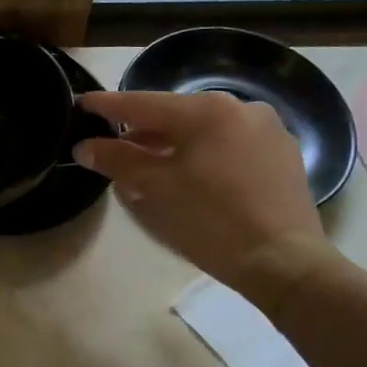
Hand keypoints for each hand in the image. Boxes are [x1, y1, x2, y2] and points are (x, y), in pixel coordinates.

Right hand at [74, 90, 338, 316]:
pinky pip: (229, 144)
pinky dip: (203, 154)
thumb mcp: (155, 189)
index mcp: (206, 110)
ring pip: (204, 130)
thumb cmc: (211, 221)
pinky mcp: (282, 155)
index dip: (107, 106)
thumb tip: (85, 146)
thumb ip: (117, 160)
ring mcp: (267, 130)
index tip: (81, 103)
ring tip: (148, 165)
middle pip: (175, 114)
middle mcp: (239, 108)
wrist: (285, 263)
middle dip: (141, 130)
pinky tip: (190, 176)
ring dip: (172, 144)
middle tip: (113, 144)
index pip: (142, 103)